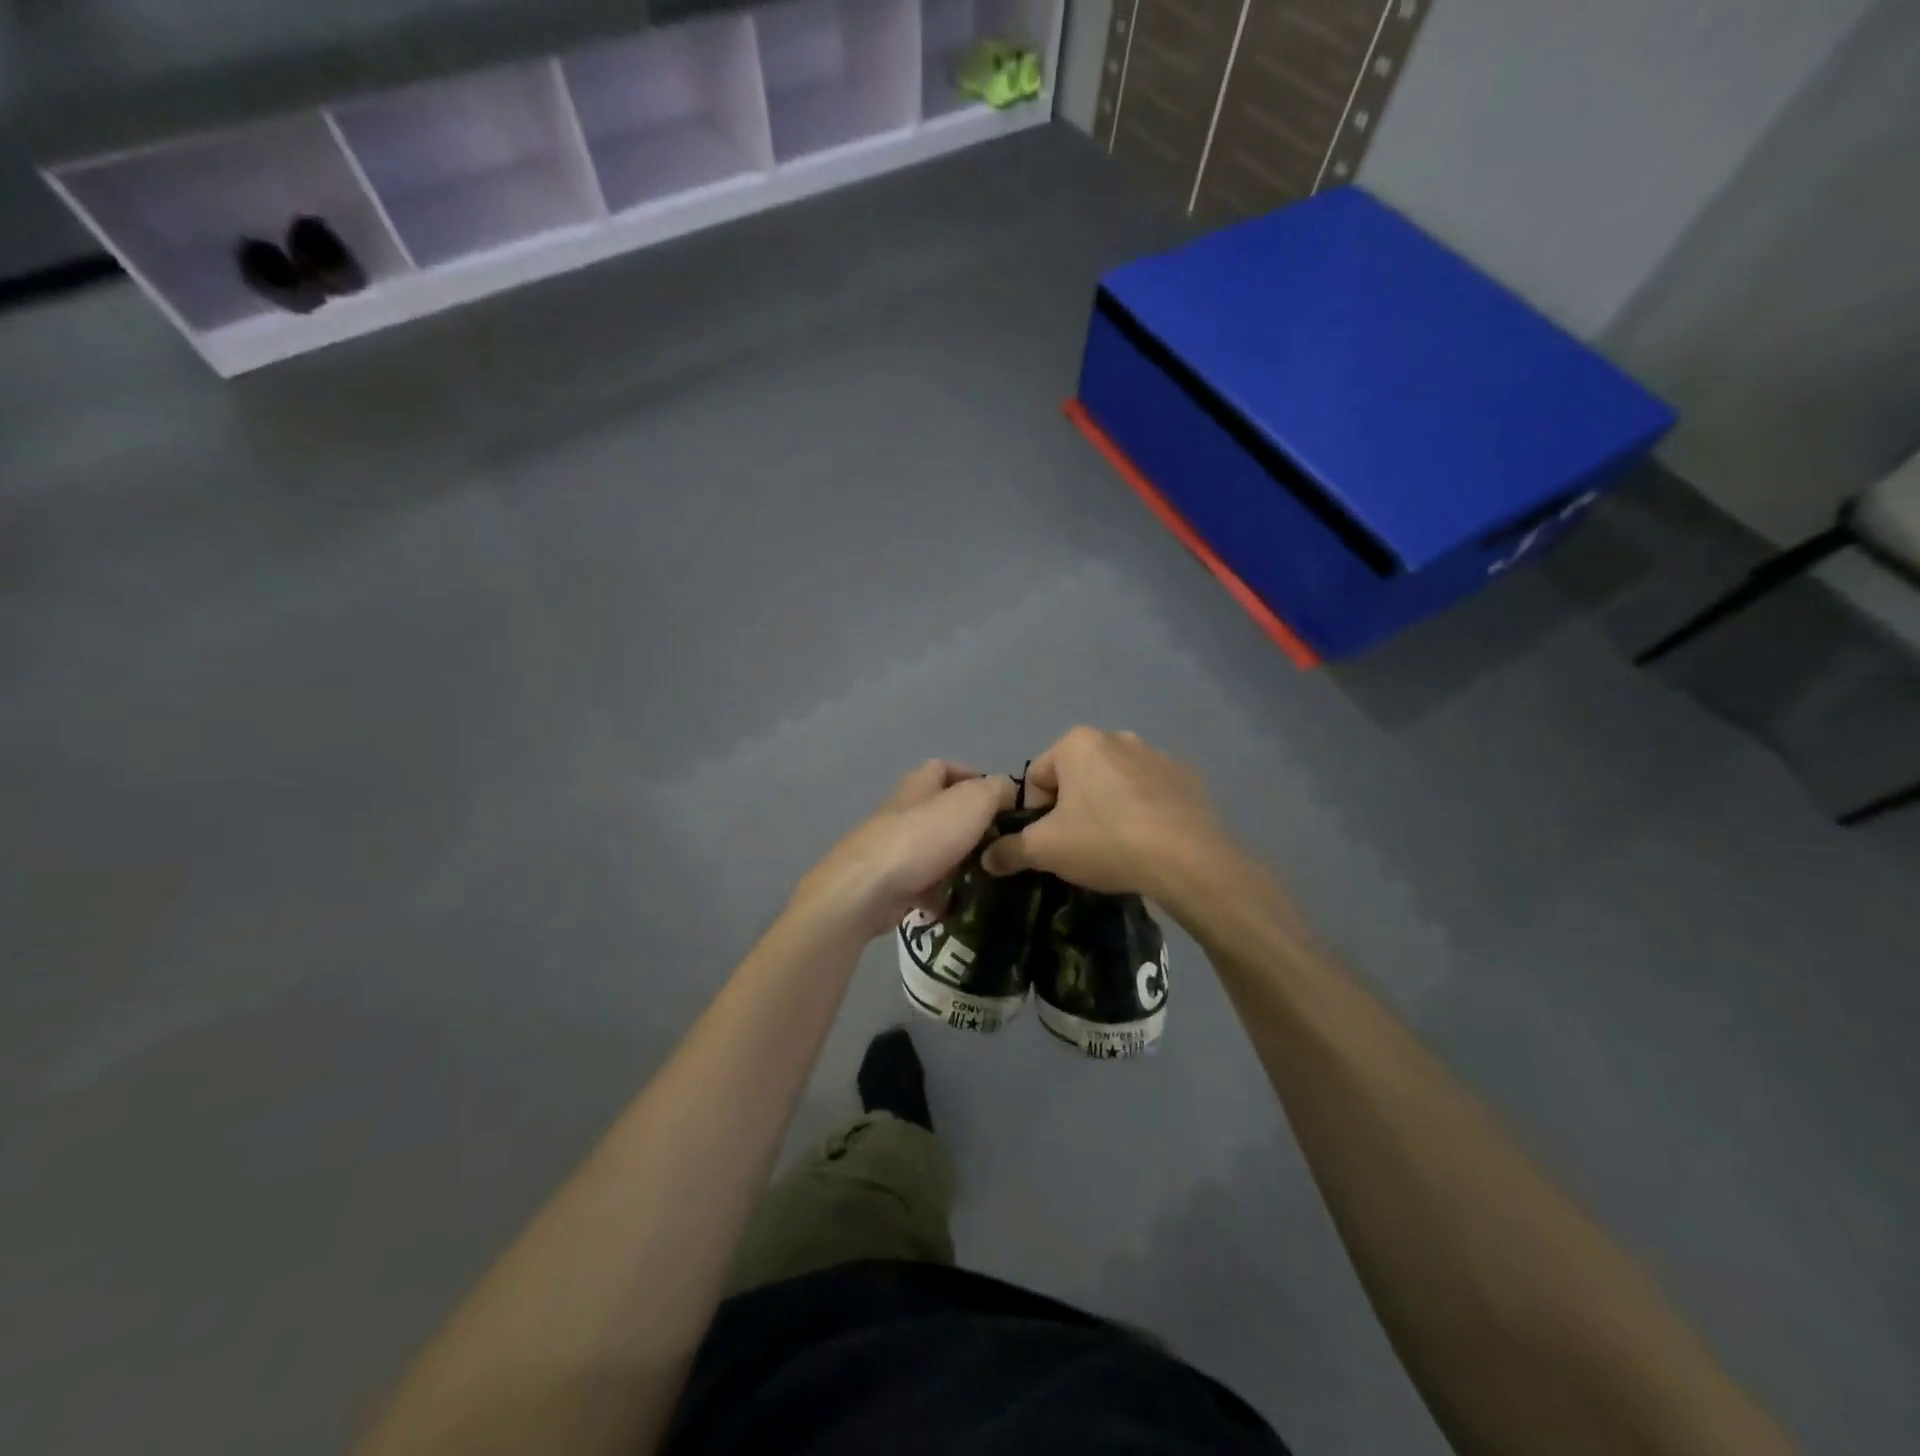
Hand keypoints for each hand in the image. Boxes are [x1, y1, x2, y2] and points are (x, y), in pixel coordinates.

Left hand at [795, 761, 1017, 937]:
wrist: (868, 889)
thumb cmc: (923, 837)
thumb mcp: (973, 802)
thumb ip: (997, 791)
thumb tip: (1008, 793)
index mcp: (919, 785)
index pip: (944, 767)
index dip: (973, 777)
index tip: (1002, 801)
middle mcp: (903, 812)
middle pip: (942, 812)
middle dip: (972, 828)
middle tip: (1002, 844)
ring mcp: (893, 849)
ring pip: (935, 851)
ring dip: (959, 863)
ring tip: (988, 877)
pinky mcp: (889, 883)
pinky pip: (922, 886)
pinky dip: (940, 895)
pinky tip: (958, 905)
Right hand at [980, 727, 1229, 902]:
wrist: (1189, 860)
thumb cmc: (1107, 842)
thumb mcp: (1046, 850)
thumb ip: (1009, 850)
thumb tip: (986, 857)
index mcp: (1078, 743)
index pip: (1037, 777)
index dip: (1035, 813)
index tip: (1050, 842)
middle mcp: (1117, 736)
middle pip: (1076, 776)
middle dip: (1072, 808)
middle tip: (1080, 845)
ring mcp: (1157, 754)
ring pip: (1114, 782)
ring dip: (1107, 806)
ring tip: (1116, 846)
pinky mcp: (1187, 776)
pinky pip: (1151, 792)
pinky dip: (1143, 810)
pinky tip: (1149, 840)